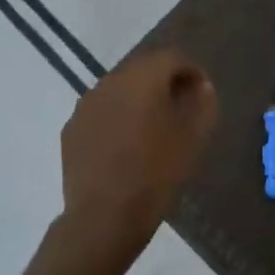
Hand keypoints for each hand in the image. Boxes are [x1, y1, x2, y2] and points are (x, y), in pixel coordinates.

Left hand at [54, 48, 217, 263]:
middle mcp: (110, 82)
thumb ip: (202, 103)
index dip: (192, 70)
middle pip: (143, 68)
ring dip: (138, 99)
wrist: (104, 217)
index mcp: (142, 78)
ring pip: (119, 89)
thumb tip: (201, 86)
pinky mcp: (71, 128)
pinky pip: (101, 111)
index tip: (202, 92)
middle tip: (180, 108)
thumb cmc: (156, 175)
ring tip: (153, 128)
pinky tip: (125, 145)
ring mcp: (85, 105)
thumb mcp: (193, 139)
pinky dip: (117, 117)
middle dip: (164, 82)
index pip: (172, 57)